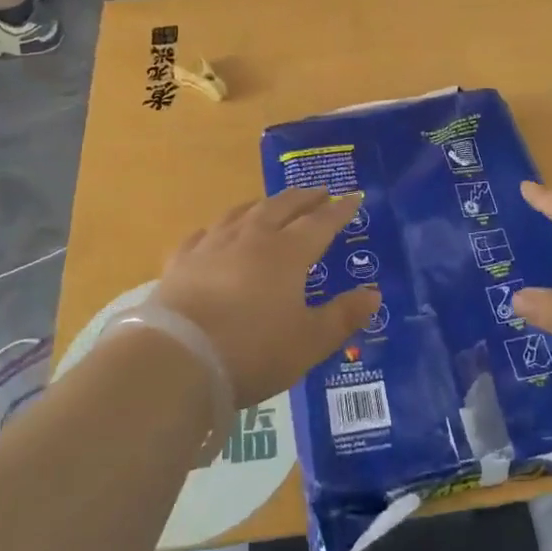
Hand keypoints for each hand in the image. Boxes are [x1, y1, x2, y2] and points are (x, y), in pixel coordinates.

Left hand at [150, 188, 378, 407]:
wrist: (178, 358)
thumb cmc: (253, 351)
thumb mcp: (309, 342)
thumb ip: (343, 316)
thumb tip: (373, 293)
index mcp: (288, 252)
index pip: (321, 222)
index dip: (340, 210)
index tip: (354, 197)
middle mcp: (252, 237)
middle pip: (282, 207)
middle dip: (304, 198)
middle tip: (319, 192)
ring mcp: (213, 245)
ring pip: (242, 212)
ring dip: (262, 204)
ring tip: (271, 203)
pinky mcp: (181, 261)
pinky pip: (203, 235)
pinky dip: (218, 229)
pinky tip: (215, 233)